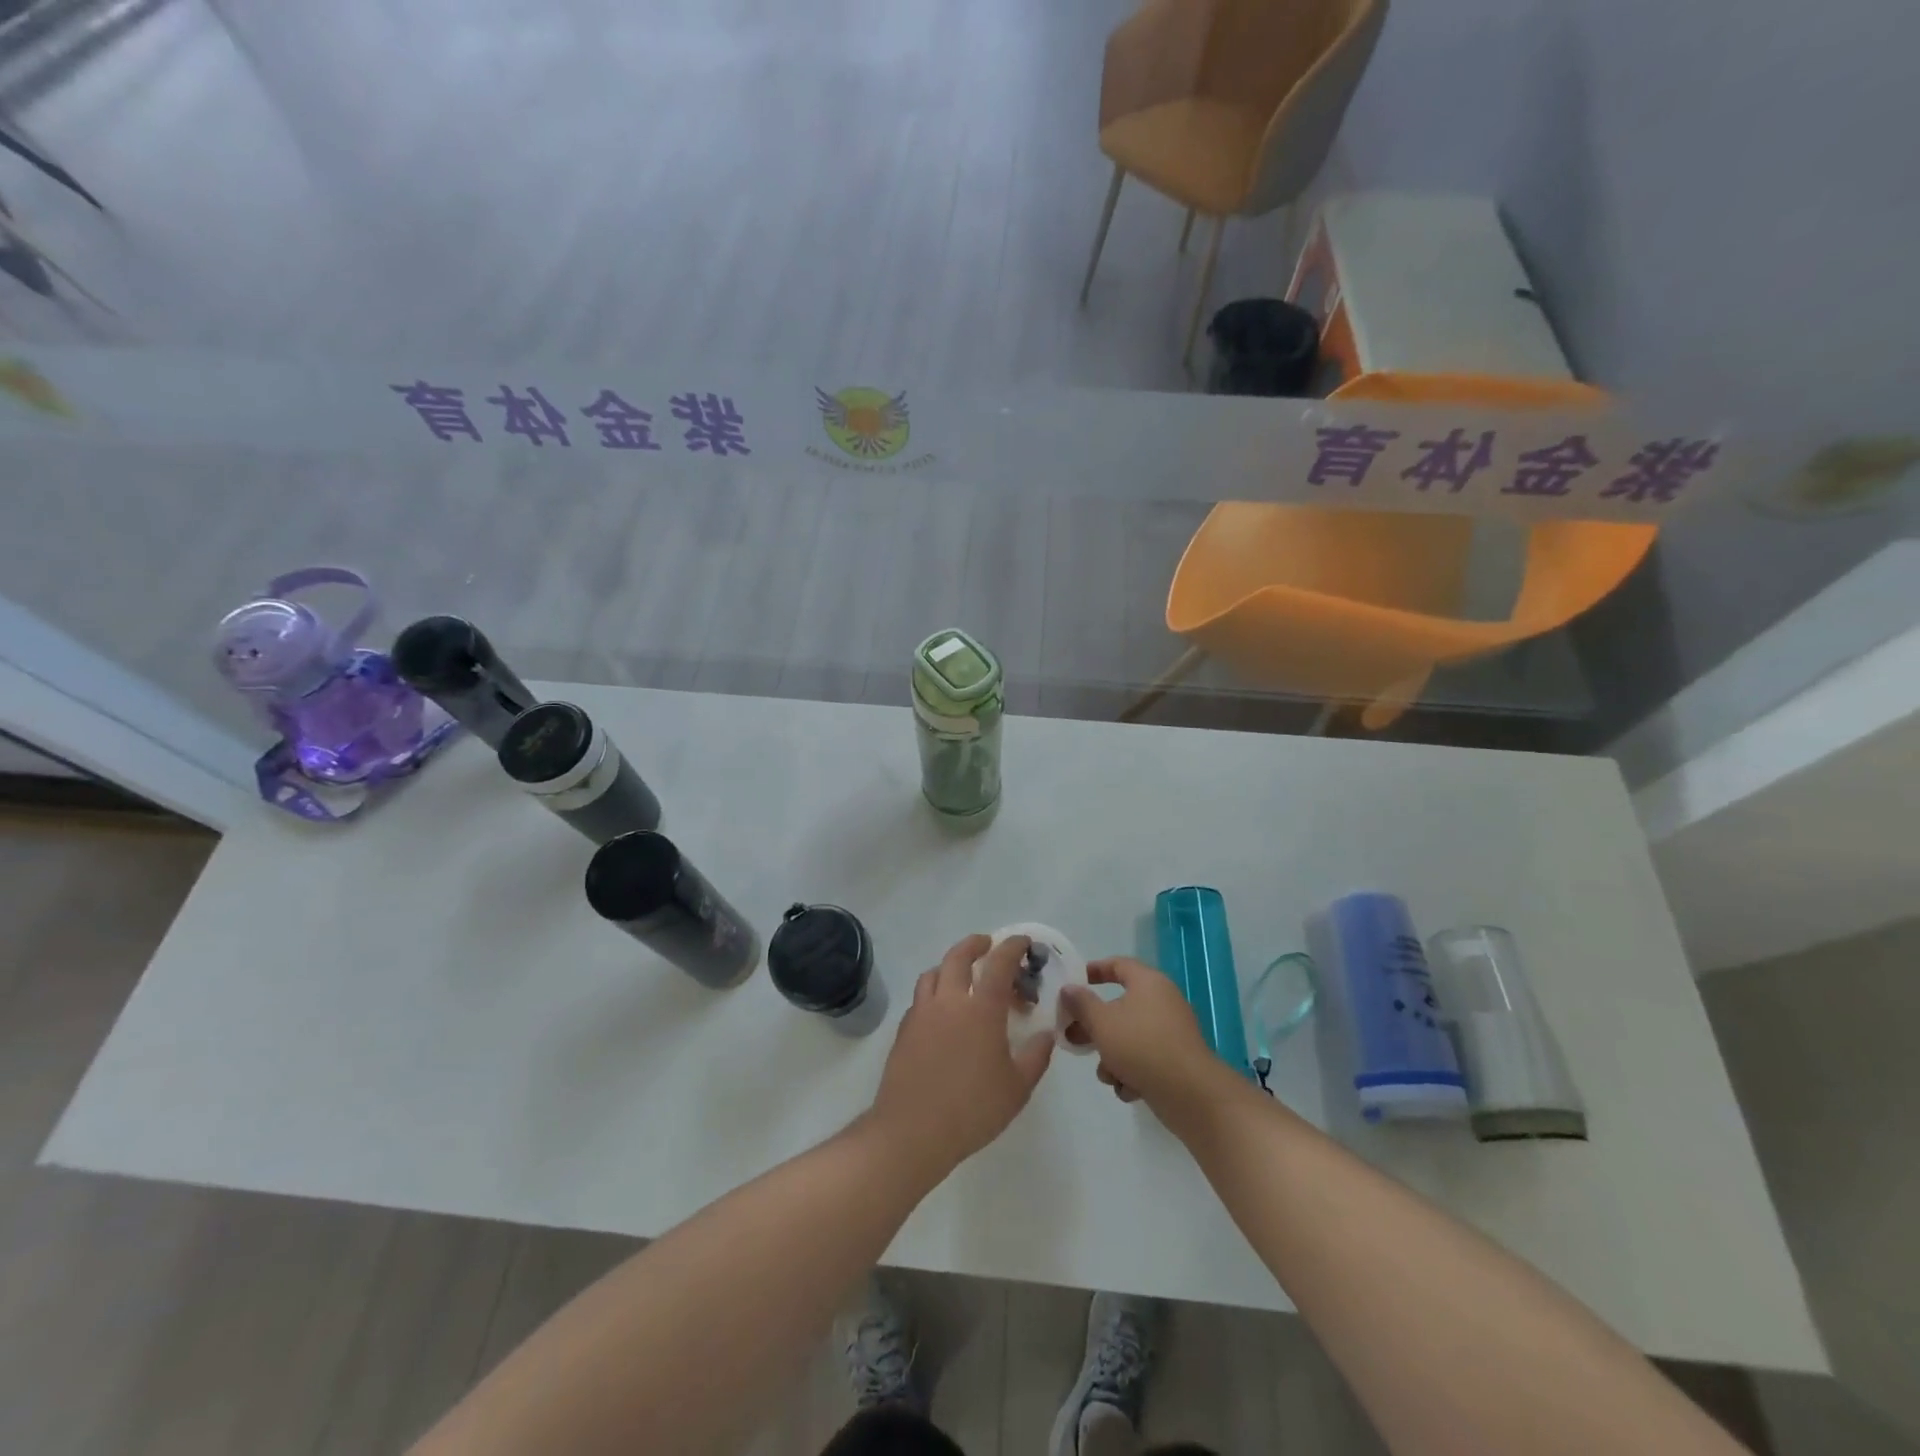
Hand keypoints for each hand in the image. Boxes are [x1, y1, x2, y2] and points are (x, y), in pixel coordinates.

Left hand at [867, 934, 1053, 1176]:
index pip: (999, 963)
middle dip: (975, 944)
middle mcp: (949, 1001)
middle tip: (988, 945)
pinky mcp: (904, 1030)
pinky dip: (934, 993)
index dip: (1012, 947)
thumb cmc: (973, 1109)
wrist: (913, 1131)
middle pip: (958, 956)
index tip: (1023, 942)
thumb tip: (1045, 1034)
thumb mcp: (1018, 1087)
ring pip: (933, 973)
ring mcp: (922, 1013)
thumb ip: (1036, 1056)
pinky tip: (942, 1014)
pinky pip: (920, 999)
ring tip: (961, 978)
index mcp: (981, 1008)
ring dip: (949, 966)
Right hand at [1060, 957, 1223, 1109]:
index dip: (1094, 970)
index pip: (1118, 965)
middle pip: (1119, 1006)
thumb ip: (1081, 1003)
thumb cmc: (1140, 1045)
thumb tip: (1068, 989)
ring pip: (1129, 1037)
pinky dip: (1132, 1072)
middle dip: (1094, 1026)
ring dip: (1112, 1056)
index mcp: (1148, 983)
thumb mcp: (1101, 1022)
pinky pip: (1144, 1059)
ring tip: (1107, 1075)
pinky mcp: (1174, 1061)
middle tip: (1072, 1038)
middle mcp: (1162, 1002)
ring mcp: (1170, 1033)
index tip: (1073, 982)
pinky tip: (1129, 1089)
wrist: (1189, 1093)